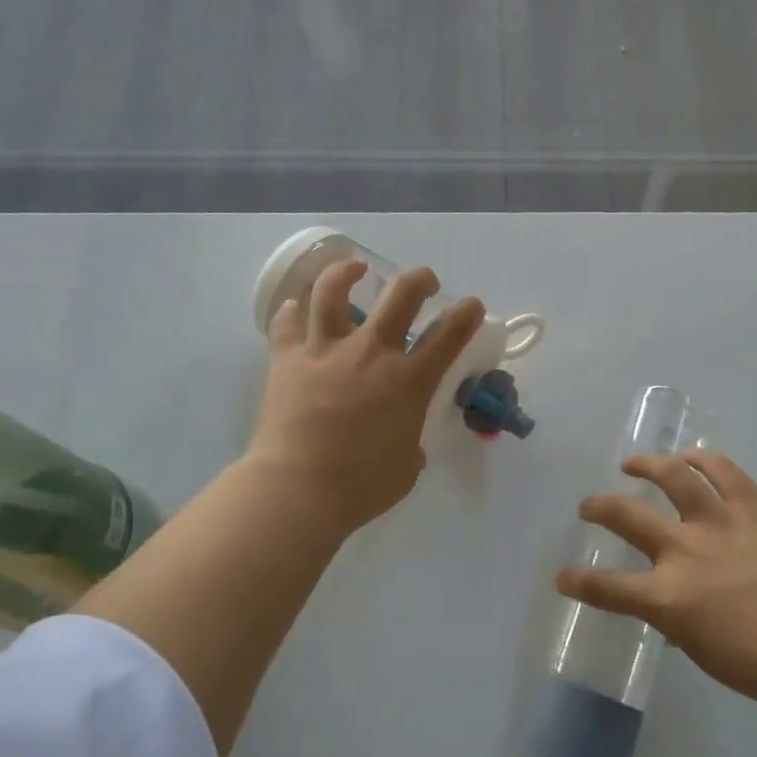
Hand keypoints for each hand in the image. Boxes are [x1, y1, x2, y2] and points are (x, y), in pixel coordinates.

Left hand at [247, 259, 484, 534]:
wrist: (298, 490)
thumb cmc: (361, 487)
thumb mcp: (406, 467)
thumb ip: (410, 442)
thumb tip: (403, 440)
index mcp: (409, 381)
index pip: (449, 334)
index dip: (466, 313)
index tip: (471, 305)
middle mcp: (371, 353)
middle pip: (401, 295)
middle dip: (419, 280)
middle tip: (424, 282)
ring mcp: (326, 351)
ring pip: (334, 291)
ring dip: (346, 272)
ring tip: (354, 267)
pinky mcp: (287, 359)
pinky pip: (286, 323)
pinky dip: (291, 311)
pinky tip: (295, 308)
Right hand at [556, 450, 756, 711]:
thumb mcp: (707, 653)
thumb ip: (677, 624)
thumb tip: (666, 609)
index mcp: (671, 598)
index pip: (608, 589)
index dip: (578, 583)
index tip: (562, 577)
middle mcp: (687, 551)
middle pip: (627, 518)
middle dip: (598, 508)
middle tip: (588, 506)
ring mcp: (722, 523)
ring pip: (674, 477)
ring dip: (647, 466)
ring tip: (633, 464)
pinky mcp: (755, 508)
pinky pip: (724, 472)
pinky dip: (703, 460)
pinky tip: (691, 457)